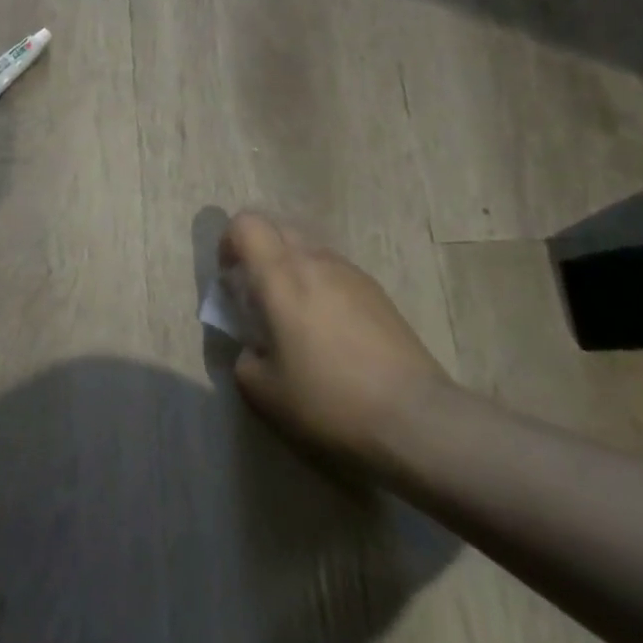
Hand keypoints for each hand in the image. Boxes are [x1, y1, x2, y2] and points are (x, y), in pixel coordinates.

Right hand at [223, 211, 451, 474]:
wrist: (413, 418)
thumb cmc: (327, 400)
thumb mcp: (262, 391)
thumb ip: (244, 356)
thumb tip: (254, 346)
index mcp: (280, 275)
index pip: (246, 224)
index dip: (229, 243)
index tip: (231, 280)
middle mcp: (315, 260)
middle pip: (278, 228)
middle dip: (260, 253)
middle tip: (258, 297)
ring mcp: (351, 273)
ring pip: (309, 250)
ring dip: (292, 270)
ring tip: (296, 319)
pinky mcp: (378, 292)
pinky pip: (335, 272)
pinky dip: (321, 287)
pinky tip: (331, 333)